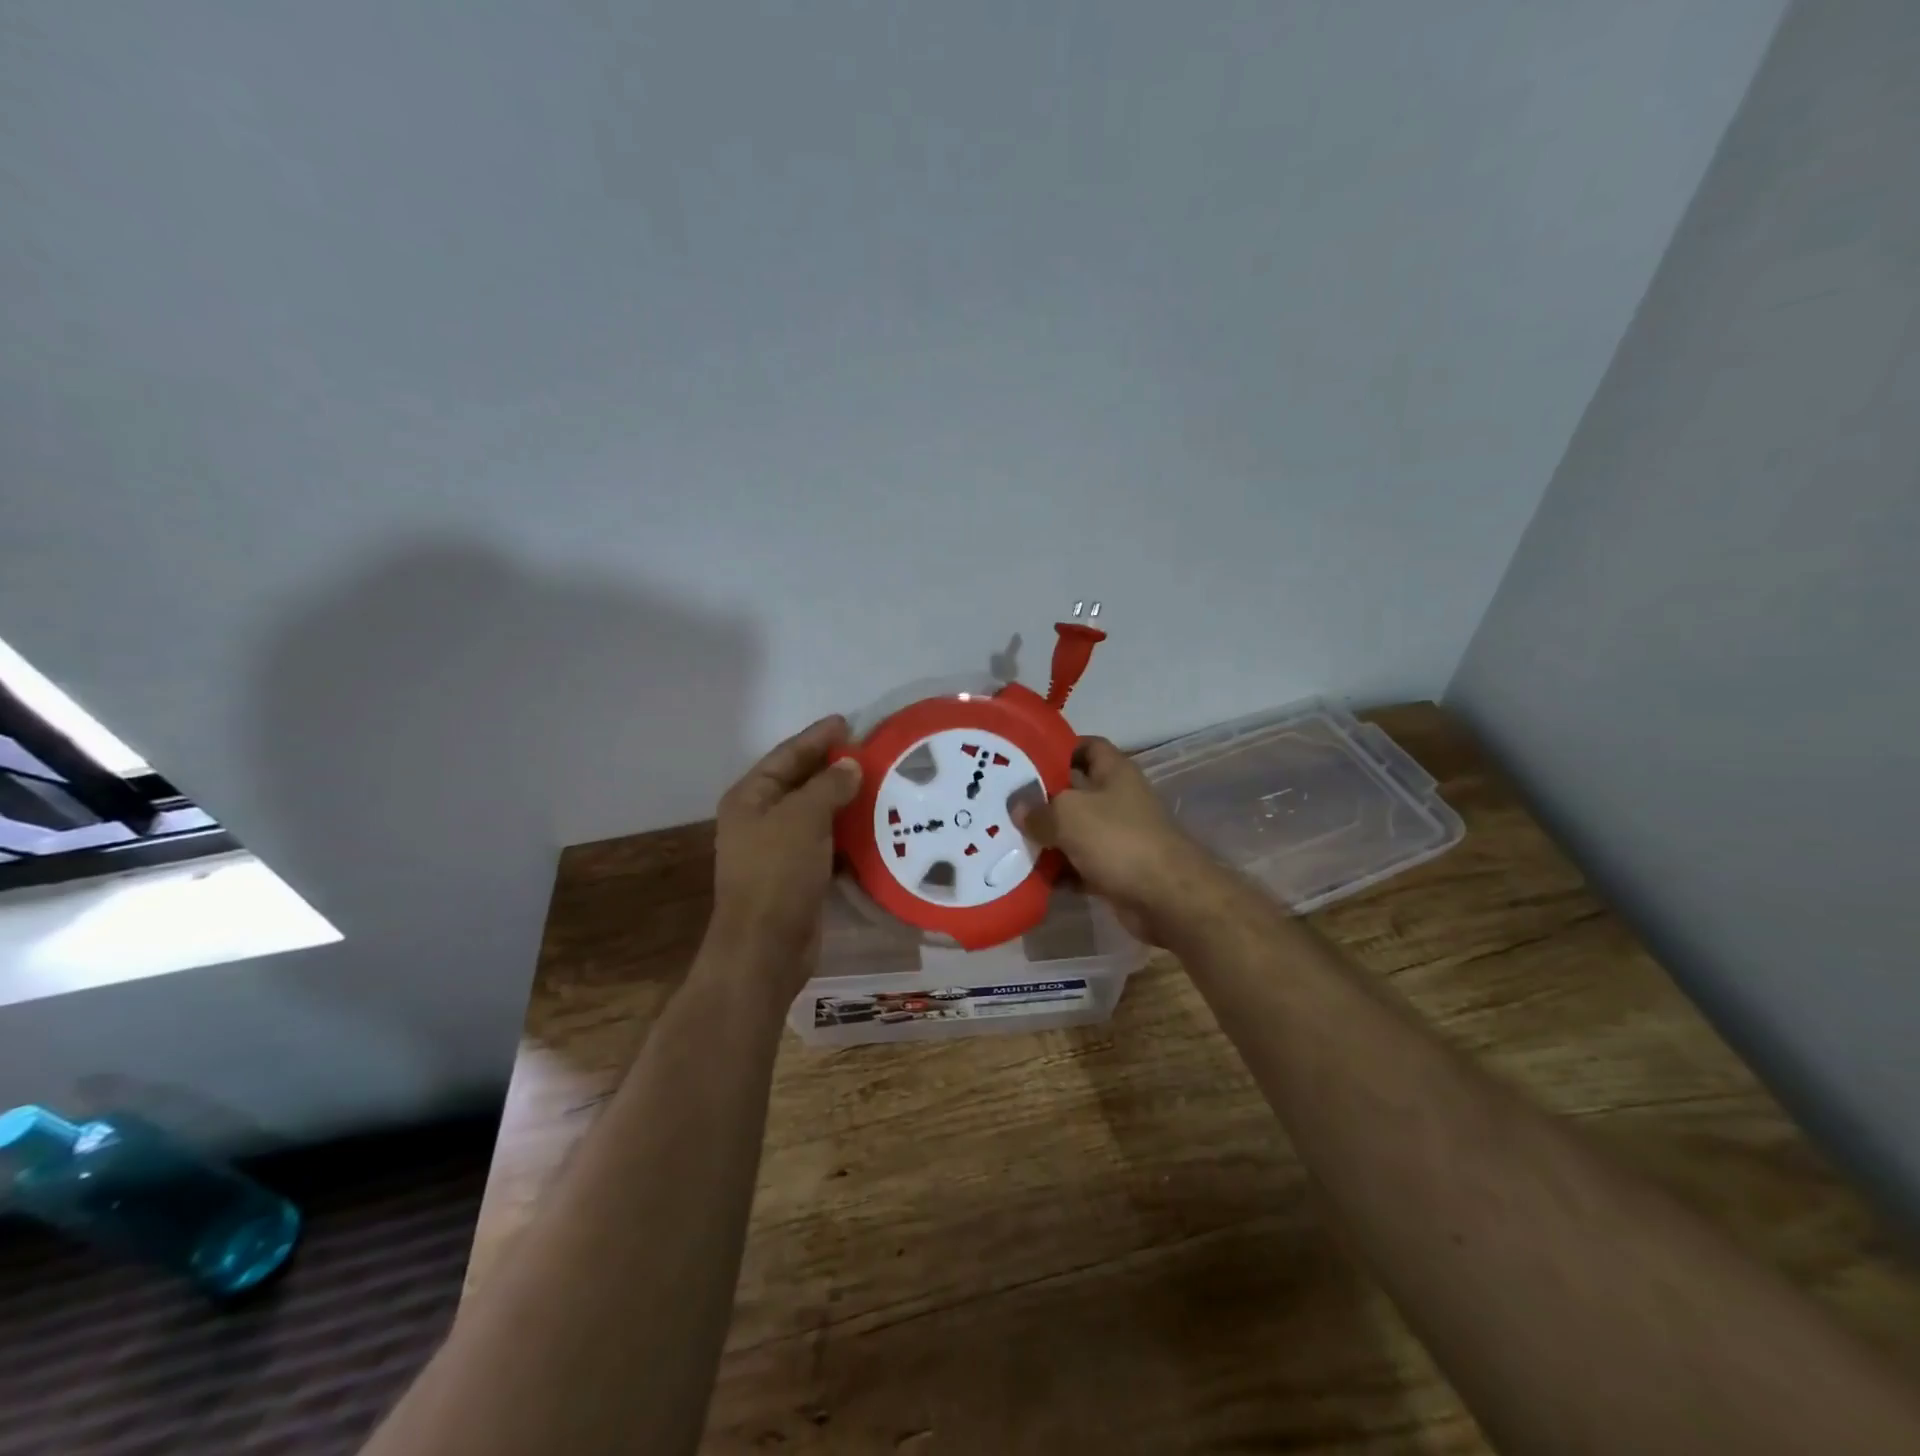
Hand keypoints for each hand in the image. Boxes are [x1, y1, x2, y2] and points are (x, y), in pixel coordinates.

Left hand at [710, 715, 862, 976]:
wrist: (766, 947)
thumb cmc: (778, 873)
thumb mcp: (803, 818)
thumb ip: (828, 786)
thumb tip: (850, 765)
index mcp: (750, 797)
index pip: (787, 755)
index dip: (817, 737)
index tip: (849, 722)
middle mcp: (760, 819)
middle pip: (800, 782)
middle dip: (833, 767)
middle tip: (870, 751)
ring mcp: (778, 849)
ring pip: (816, 813)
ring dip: (844, 800)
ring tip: (880, 784)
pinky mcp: (798, 875)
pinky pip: (826, 842)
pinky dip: (847, 832)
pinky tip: (874, 826)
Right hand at [1014, 737, 1218, 944]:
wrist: (1166, 898)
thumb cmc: (1119, 840)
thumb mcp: (1069, 814)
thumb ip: (1038, 810)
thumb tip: (1016, 807)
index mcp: (1115, 772)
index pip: (1087, 747)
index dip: (1058, 748)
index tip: (1025, 758)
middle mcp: (1118, 800)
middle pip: (1075, 792)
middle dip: (1042, 799)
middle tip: (1004, 802)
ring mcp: (1118, 837)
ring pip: (1074, 832)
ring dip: (1047, 839)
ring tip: (1006, 840)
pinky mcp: (1115, 870)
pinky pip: (1079, 865)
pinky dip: (1059, 871)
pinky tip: (1029, 876)